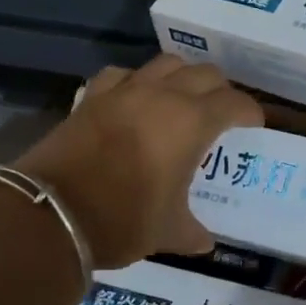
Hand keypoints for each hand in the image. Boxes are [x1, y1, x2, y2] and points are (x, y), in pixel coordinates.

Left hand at [13, 54, 263, 267]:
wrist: (52, 212)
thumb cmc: (122, 220)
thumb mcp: (166, 231)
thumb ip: (191, 231)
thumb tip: (204, 241)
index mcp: (192, 122)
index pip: (234, 102)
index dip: (249, 111)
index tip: (253, 124)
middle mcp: (163, 95)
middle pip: (205, 73)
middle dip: (220, 90)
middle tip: (220, 112)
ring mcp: (125, 90)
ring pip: (165, 62)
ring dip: (182, 76)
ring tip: (181, 98)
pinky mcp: (93, 95)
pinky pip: (122, 74)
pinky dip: (136, 81)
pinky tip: (134, 98)